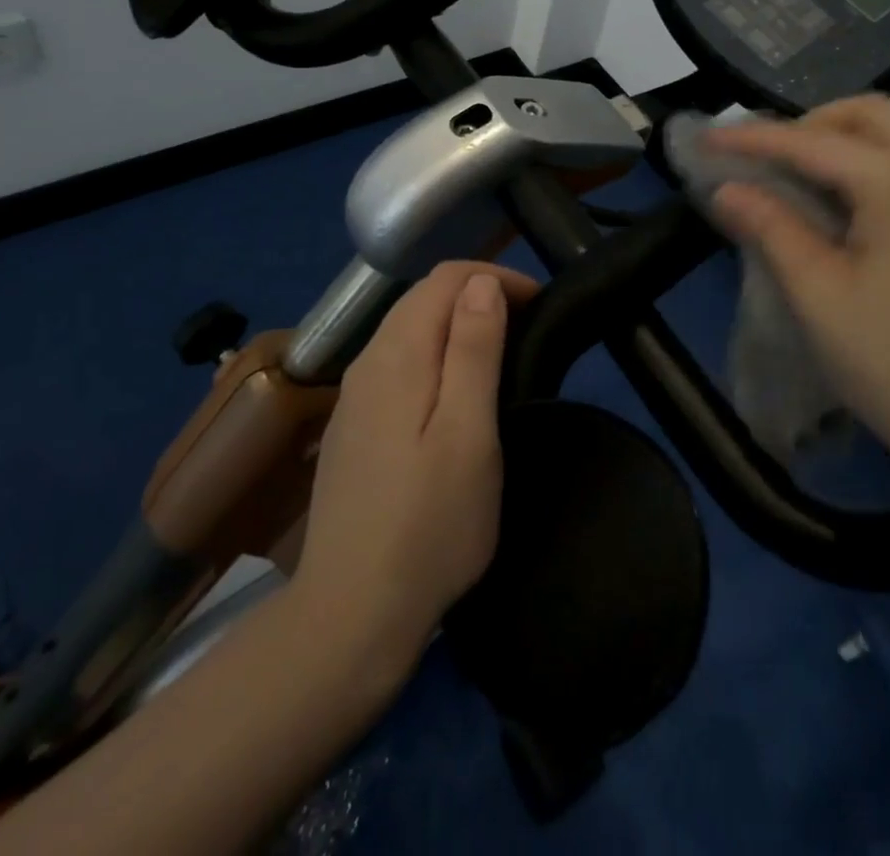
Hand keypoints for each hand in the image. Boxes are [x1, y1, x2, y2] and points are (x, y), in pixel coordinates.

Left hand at [291, 261, 537, 674]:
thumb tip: (481, 282)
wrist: (352, 613)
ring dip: (455, 323)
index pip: (445, 279)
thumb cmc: (429, 525)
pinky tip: (452, 390)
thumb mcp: (468, 433)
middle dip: (476, 293)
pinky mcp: (352, 425)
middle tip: (526, 325)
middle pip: (421, 298)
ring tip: (499, 352)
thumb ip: (473, 350)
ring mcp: (353, 395)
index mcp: (396, 355)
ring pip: (407, 328)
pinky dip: (433, 352)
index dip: (494, 277)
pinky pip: (396, 361)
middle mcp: (367, 361)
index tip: (538, 304)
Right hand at [705, 95, 889, 473]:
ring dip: (841, 143)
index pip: (814, 142)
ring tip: (794, 180)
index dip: (754, 139)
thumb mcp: (817, 294)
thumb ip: (770, 227)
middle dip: (810, 123)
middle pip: (871, 115)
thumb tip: (726, 188)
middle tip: (766, 159)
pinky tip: (841, 209)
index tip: (707, 140)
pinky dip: (869, 167)